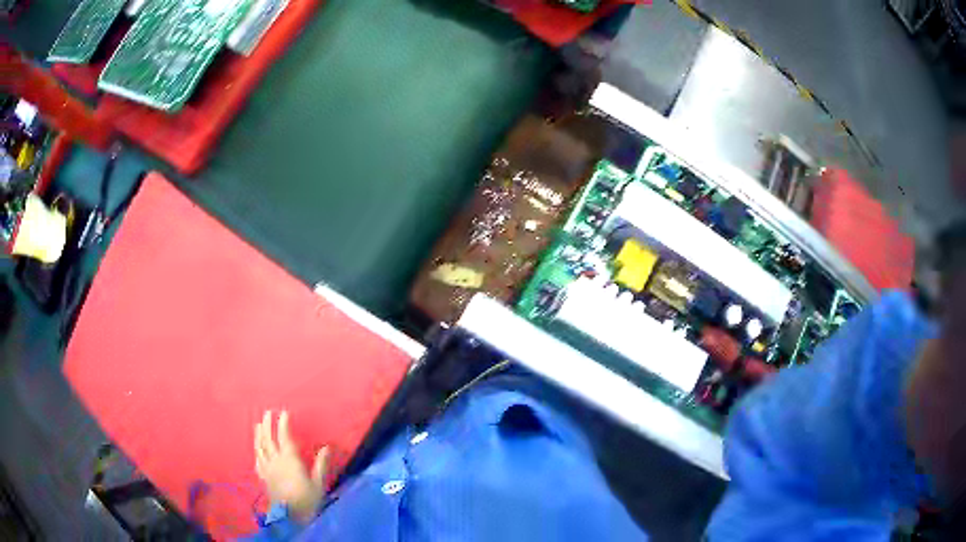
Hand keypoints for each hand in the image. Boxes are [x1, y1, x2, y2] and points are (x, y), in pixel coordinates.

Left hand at [254, 410, 328, 523]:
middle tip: (267, 413)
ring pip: (260, 447)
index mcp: (289, 460)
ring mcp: (267, 469)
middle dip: (267, 424)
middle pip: (268, 439)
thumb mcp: (318, 483)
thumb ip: (321, 464)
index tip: (284, 412)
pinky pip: (257, 460)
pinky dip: (256, 451)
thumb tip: (327, 447)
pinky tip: (256, 449)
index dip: (283, 424)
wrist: (290, 517)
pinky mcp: (263, 477)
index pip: (284, 437)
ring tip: (258, 425)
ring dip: (258, 434)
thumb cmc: (307, 499)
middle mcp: (275, 461)